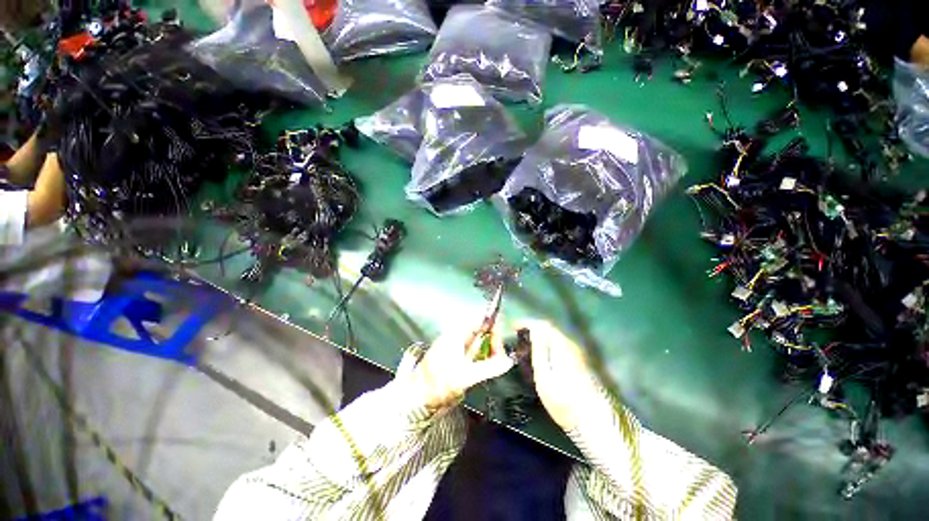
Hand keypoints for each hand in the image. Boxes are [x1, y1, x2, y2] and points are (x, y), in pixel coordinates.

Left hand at [409, 316, 514, 410]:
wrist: (417, 395)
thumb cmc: (440, 382)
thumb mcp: (466, 375)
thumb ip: (489, 367)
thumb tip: (509, 361)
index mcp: (457, 333)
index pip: (481, 321)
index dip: (494, 328)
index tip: (501, 344)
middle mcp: (456, 335)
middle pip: (481, 331)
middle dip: (492, 342)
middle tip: (499, 359)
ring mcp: (454, 345)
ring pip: (477, 342)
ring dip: (487, 351)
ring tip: (493, 365)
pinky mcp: (452, 355)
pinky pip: (472, 351)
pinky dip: (480, 357)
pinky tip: (482, 368)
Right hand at [518, 320, 601, 432]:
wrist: (591, 421)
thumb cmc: (563, 401)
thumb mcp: (544, 377)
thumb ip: (539, 351)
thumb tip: (533, 331)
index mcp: (562, 346)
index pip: (543, 325)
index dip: (527, 323)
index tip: (514, 327)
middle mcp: (571, 345)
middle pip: (550, 328)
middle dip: (533, 328)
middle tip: (517, 333)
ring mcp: (577, 352)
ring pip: (555, 335)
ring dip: (539, 335)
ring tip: (525, 341)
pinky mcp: (579, 360)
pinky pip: (559, 343)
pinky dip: (547, 342)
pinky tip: (540, 350)